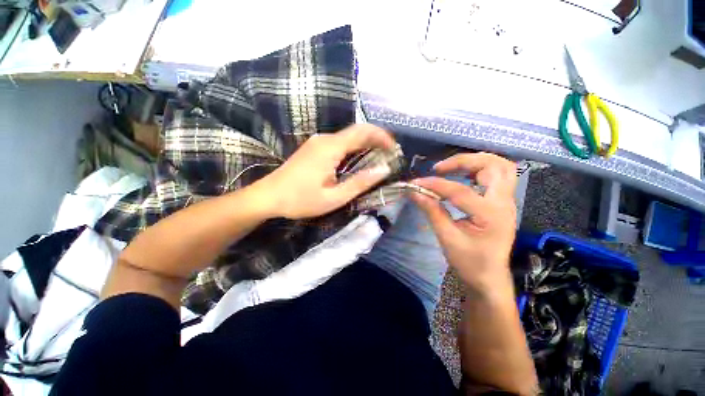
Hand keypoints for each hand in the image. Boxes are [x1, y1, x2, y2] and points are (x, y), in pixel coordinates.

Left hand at [255, 124, 395, 218]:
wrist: (268, 196)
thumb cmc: (300, 199)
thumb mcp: (334, 197)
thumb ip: (360, 182)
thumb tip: (384, 170)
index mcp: (331, 147)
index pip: (363, 132)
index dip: (382, 137)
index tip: (395, 149)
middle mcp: (325, 138)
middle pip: (357, 131)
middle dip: (377, 139)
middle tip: (390, 155)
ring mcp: (317, 141)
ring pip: (348, 136)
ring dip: (365, 144)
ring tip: (378, 158)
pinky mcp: (314, 147)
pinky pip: (339, 142)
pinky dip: (354, 148)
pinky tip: (358, 160)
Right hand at [410, 153, 516, 294]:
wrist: (489, 278)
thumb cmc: (469, 262)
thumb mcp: (447, 238)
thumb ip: (432, 211)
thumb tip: (415, 192)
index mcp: (491, 215)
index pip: (460, 191)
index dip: (435, 185)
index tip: (416, 183)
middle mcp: (504, 203)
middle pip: (494, 166)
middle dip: (464, 161)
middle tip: (440, 168)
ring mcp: (507, 201)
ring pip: (501, 166)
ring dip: (475, 161)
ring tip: (452, 168)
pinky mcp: (503, 203)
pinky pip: (498, 176)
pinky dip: (480, 169)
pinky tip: (463, 176)